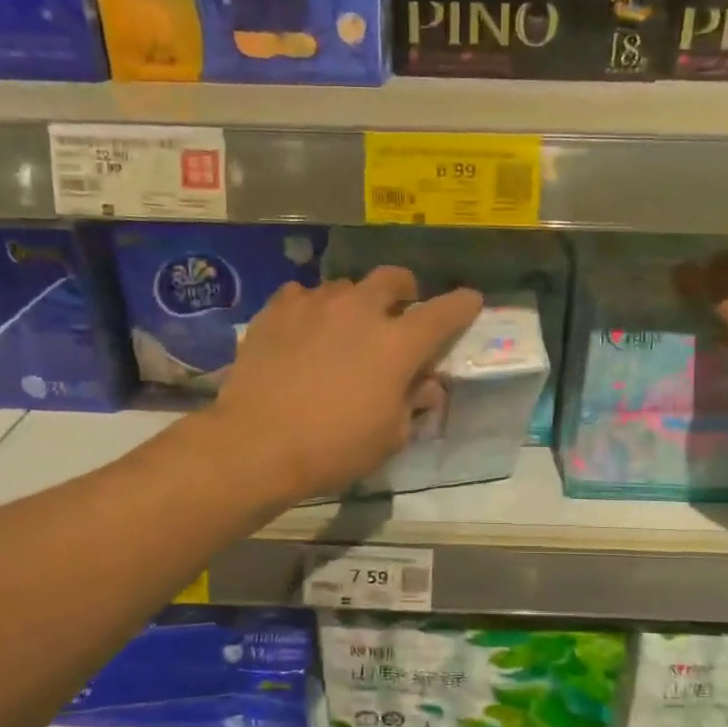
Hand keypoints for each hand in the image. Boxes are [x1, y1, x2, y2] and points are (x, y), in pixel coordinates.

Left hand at [213, 266, 482, 502]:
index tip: (471, 301)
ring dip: (355, 302)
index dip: (462, 305)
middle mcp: (360, 311)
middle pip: (392, 278)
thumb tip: (426, 385)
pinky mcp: (276, 311)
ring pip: (345, 287)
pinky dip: (311, 308)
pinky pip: (302, 295)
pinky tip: (304, 329)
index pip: (443, 313)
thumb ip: (412, 403)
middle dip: (404, 289)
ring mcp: (314, 305)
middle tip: (400, 309)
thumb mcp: (389, 437)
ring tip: (345, 326)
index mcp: (397, 344)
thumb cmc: (333, 448)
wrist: (256, 444)